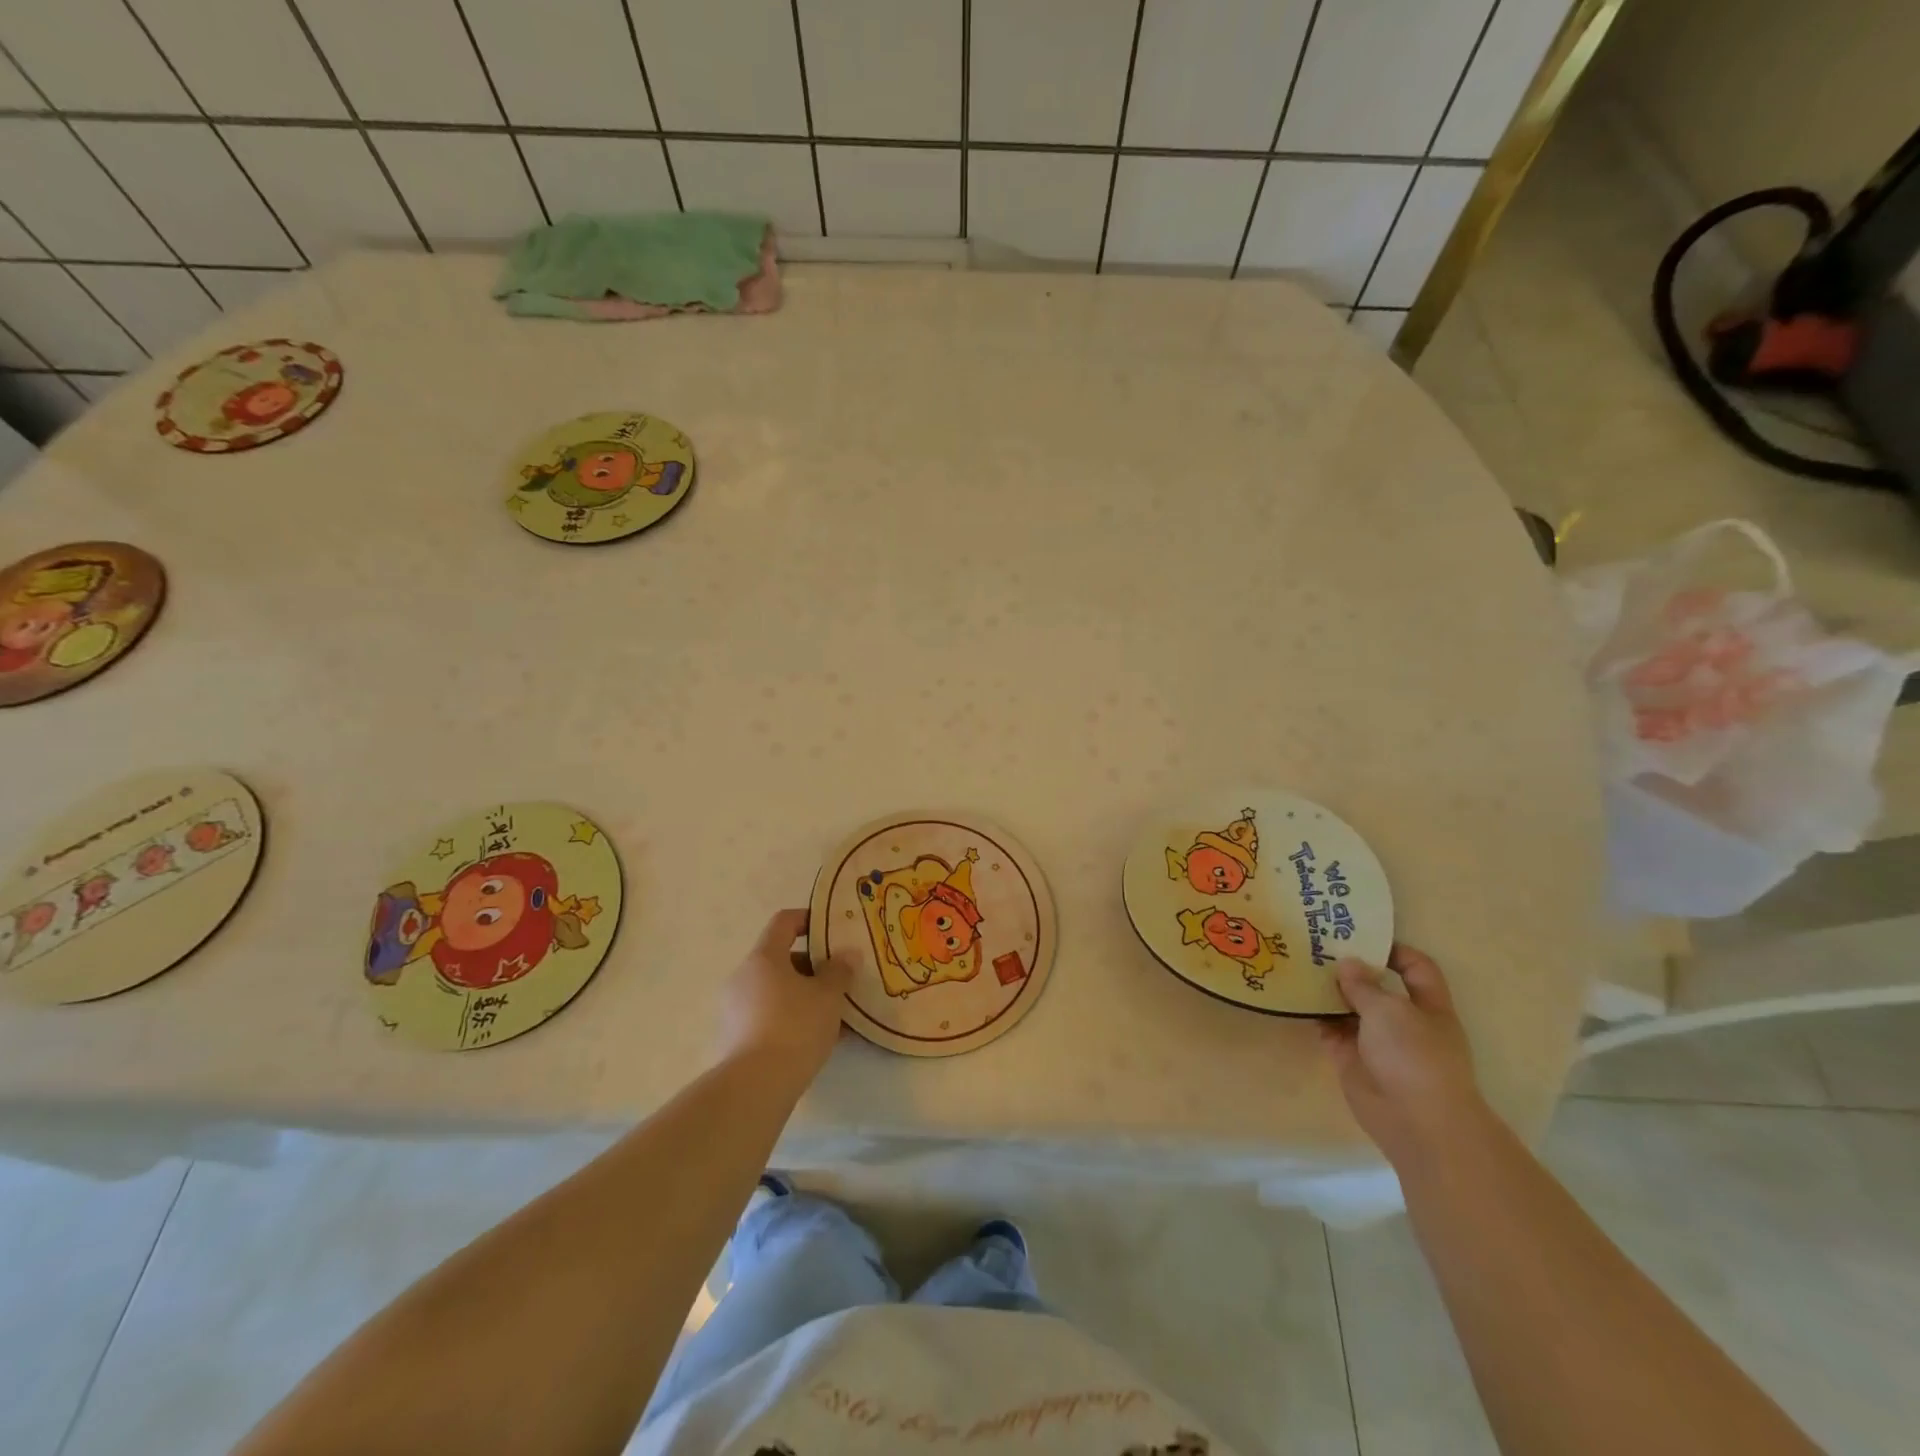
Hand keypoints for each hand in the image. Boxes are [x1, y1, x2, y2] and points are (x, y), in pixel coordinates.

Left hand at [716, 909, 852, 1084]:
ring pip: (777, 992)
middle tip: (840, 982)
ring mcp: (734, 1009)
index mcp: (763, 958)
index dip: (808, 919)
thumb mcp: (828, 996)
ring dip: (804, 997)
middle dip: (813, 968)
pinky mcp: (734, 1039)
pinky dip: (791, 1020)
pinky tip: (817, 1041)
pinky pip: (768, 1017)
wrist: (755, 1087)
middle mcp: (743, 977)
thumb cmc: (795, 1027)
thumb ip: (840, 971)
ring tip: (835, 1017)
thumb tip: (847, 954)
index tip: (831, 930)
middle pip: (780, 960)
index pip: (783, 922)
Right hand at [1320, 944, 1488, 1168]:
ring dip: (1329, 991)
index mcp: (1429, 1007)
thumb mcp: (1390, 1009)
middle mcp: (1404, 1022)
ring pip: (1351, 1009)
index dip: (1393, 950)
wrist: (1416, 1121)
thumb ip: (1364, 984)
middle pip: (1378, 987)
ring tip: (1299, 965)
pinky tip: (1295, 998)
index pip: (1417, 968)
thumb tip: (1347, 964)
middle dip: (1352, 968)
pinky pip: (1330, 1031)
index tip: (1360, 936)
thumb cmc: (1414, 1056)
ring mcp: (1377, 1043)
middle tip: (1318, 946)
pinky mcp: (1352, 1060)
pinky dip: (1316, 1016)